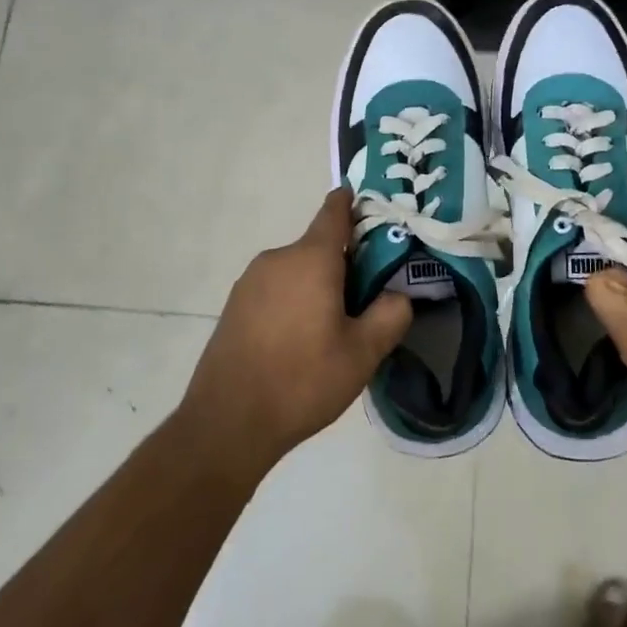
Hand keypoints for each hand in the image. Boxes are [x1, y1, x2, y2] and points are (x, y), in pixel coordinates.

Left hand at [177, 189, 412, 480]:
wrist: (227, 422)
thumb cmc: (302, 380)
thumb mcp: (363, 353)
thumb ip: (391, 315)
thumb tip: (399, 294)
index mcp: (311, 258)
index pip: (334, 212)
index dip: (352, 204)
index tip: (369, 206)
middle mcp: (278, 258)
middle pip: (319, 246)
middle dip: (345, 262)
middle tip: (368, 295)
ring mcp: (251, 281)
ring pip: (297, 270)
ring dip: (318, 284)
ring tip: (335, 325)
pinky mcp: (235, 305)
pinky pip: (276, 289)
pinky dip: (294, 300)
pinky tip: (301, 340)